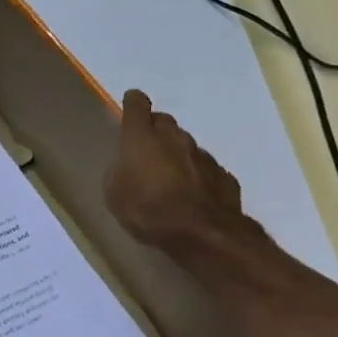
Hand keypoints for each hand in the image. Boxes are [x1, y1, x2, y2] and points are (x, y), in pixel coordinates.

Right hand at [105, 90, 252, 251]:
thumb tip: (127, 166)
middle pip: (164, 122)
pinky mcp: (224, 175)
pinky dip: (197, 176)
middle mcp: (174, 137)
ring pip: (186, 145)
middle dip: (155, 131)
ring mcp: (203, 155)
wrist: (202, 233)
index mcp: (141, 136)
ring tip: (170, 179)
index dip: (133, 104)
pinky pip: (205, 169)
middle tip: (146, 152)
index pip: (137, 103)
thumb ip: (119, 171)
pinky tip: (192, 195)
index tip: (130, 108)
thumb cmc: (147, 209)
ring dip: (177, 155)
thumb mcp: (114, 193)